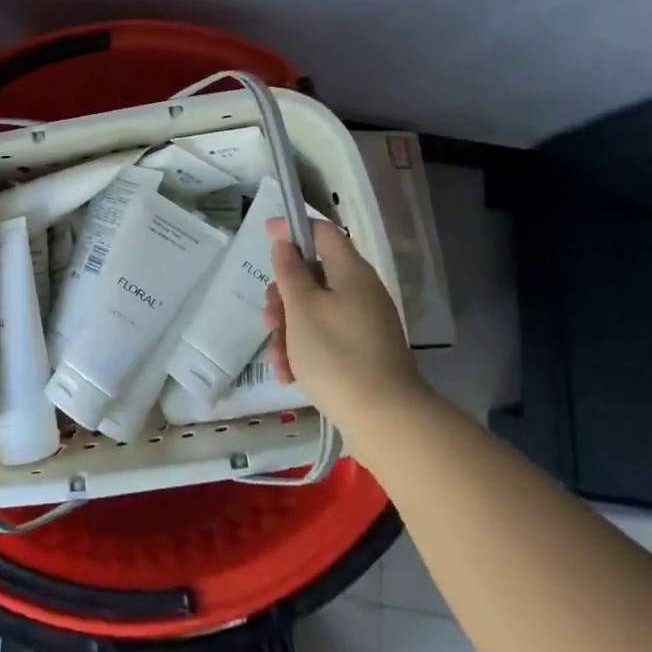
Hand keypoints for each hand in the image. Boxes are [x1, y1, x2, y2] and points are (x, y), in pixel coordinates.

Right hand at [262, 217, 419, 433]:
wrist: (386, 423)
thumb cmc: (337, 355)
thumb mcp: (302, 308)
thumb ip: (289, 270)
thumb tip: (285, 242)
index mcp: (351, 271)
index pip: (322, 232)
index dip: (293, 228)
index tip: (265, 234)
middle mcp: (361, 292)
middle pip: (314, 276)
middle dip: (283, 296)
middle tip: (268, 318)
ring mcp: (364, 325)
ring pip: (315, 312)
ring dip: (289, 330)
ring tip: (278, 360)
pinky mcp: (364, 355)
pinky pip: (327, 340)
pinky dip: (306, 352)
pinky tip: (290, 377)